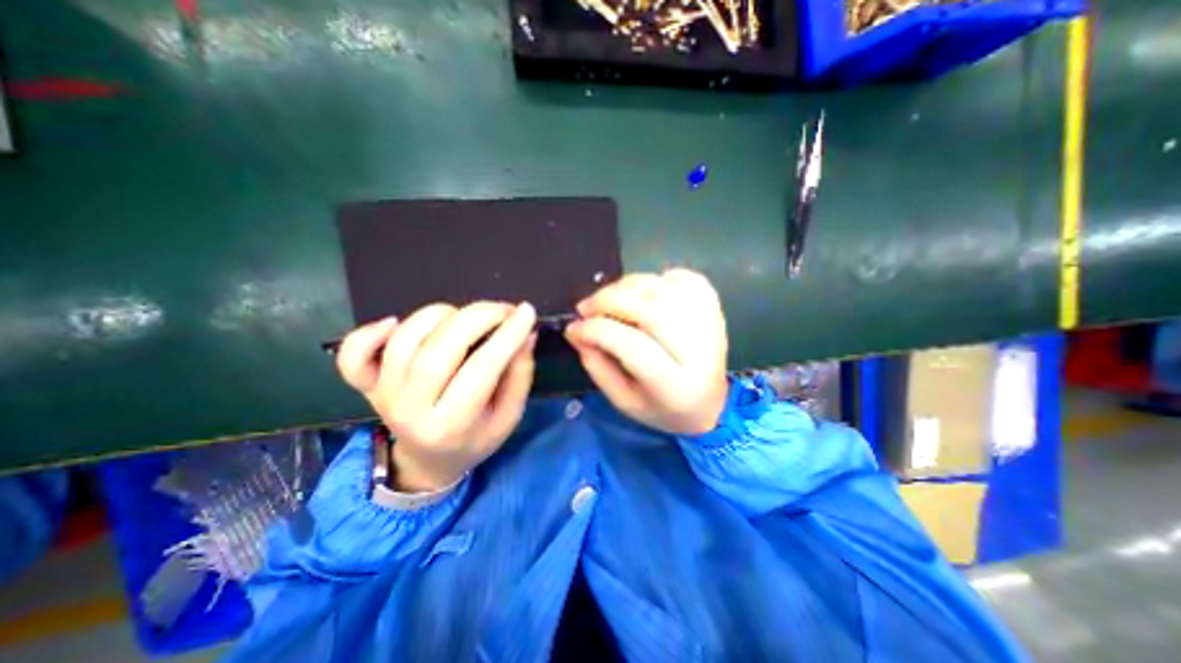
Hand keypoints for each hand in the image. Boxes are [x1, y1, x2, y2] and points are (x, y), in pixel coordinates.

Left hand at [337, 300, 538, 490]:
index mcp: (452, 425)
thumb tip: (526, 334)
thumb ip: (520, 375)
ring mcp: (382, 395)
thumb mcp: (509, 417)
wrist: (428, 462)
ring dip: (441, 315)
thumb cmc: (475, 439)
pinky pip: (354, 353)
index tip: (527, 312)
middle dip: (478, 317)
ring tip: (467, 317)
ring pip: (405, 340)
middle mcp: (411, 409)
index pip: (482, 369)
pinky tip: (395, 323)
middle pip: (439, 349)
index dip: (507, 335)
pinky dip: (370, 331)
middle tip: (504, 308)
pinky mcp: (366, 385)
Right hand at [565, 267, 730, 433]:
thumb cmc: (662, 408)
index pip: (632, 346)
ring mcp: (710, 324)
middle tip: (586, 307)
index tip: (574, 328)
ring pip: (664, 289)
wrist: (709, 404)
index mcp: (675, 386)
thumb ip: (597, 366)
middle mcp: (698, 351)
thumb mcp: (623, 400)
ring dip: (627, 286)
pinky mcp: (714, 307)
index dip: (597, 330)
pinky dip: (657, 278)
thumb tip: (576, 331)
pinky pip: (684, 277)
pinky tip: (643, 292)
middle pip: (651, 311)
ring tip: (608, 298)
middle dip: (608, 301)